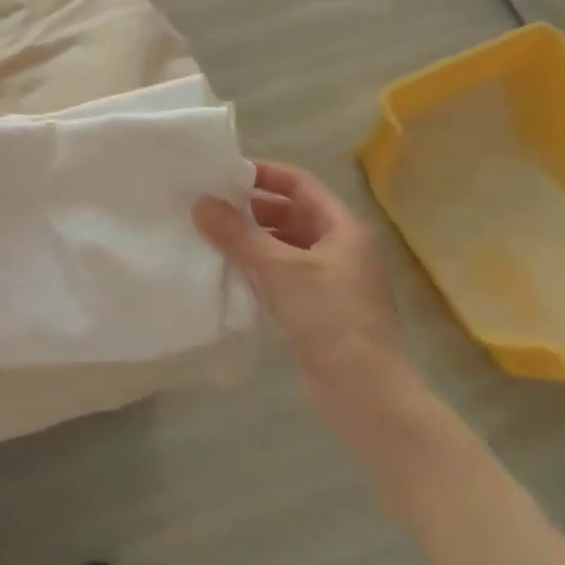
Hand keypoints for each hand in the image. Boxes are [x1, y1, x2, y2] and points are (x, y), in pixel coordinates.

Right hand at [195, 161, 412, 418]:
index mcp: (343, 228)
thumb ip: (238, 234)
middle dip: (253, 209)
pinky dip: (259, 267)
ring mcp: (331, 279)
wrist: (364, 391)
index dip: (265, 174)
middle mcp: (340, 247)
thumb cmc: (329, 317)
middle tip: (210, 207)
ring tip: (212, 237)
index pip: (300, 184)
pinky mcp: (318, 306)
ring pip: (286, 245)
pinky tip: (230, 272)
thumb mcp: (280, 269)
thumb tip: (200, 202)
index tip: (225, 174)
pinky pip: (284, 273)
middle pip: (292, 213)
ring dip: (253, 239)